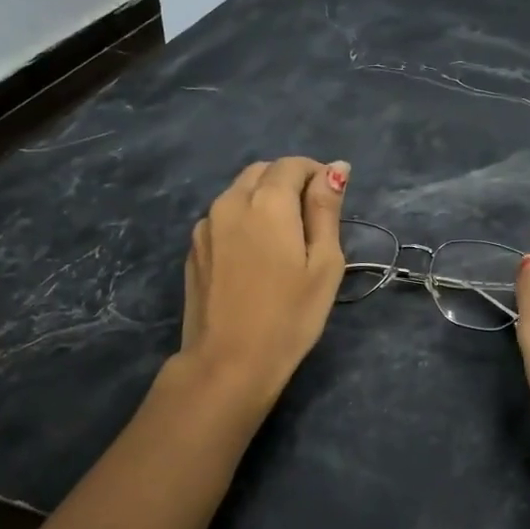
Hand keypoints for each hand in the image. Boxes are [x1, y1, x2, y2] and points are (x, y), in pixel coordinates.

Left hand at [180, 157, 348, 404]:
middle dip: (288, 183)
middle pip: (262, 172)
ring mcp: (206, 226)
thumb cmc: (289, 316)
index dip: (316, 174)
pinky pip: (223, 218)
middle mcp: (230, 202)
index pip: (293, 165)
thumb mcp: (324, 263)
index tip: (331, 201)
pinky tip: (255, 257)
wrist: (228, 362)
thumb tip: (336, 168)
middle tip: (310, 221)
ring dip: (263, 200)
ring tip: (283, 240)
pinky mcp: (193, 249)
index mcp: (267, 202)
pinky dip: (243, 221)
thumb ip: (326, 210)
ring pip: (239, 193)